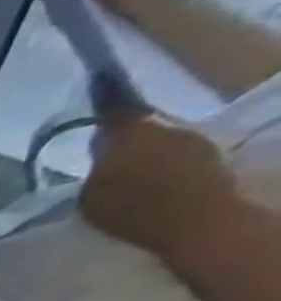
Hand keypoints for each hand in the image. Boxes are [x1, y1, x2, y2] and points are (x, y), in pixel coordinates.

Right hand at [80, 111, 239, 266]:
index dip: (105, 95)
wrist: (197, 221)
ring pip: (158, 140)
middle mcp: (163, 127)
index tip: (101, 78)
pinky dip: (162, 165)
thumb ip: (95, 173)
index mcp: (128, 134)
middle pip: (136, 127)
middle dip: (122, 137)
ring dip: (143, 152)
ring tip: (129, 175)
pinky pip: (176, 154)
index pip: (112, 108)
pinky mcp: (210, 155)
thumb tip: (102, 161)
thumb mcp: (91, 197)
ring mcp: (191, 139)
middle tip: (105, 154)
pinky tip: (153, 184)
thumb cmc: (133, 210)